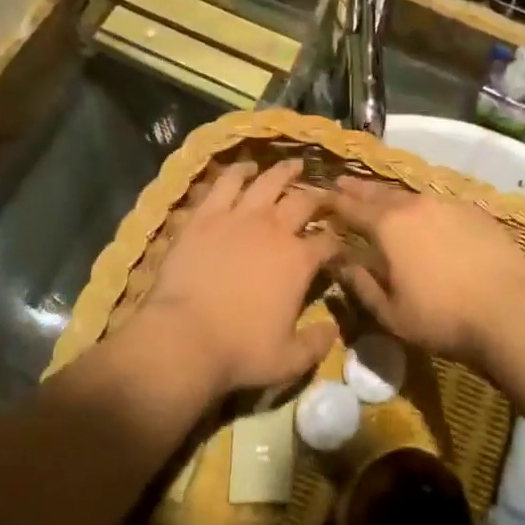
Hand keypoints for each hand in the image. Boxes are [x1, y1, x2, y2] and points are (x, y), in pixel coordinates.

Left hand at [133, 160, 339, 395]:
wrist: (184, 338)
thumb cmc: (239, 351)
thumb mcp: (289, 361)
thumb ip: (316, 344)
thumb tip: (333, 330)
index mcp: (299, 260)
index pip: (328, 242)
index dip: (337, 241)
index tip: (339, 244)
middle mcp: (274, 229)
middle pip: (303, 201)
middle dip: (318, 196)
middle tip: (324, 194)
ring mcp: (239, 216)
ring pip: (268, 181)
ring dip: (284, 171)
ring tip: (293, 164)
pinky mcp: (206, 215)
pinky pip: (226, 183)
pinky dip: (239, 171)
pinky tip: (245, 167)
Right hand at [327, 179, 524, 366]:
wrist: (509, 309)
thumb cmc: (442, 317)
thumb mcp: (391, 313)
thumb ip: (361, 284)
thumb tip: (339, 263)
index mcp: (388, 226)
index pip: (351, 208)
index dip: (334, 202)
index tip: (321, 195)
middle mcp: (415, 205)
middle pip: (379, 193)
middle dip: (359, 190)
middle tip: (343, 183)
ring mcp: (447, 204)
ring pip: (410, 196)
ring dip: (391, 196)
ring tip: (381, 197)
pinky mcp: (474, 212)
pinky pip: (438, 203)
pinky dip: (423, 206)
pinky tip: (425, 214)